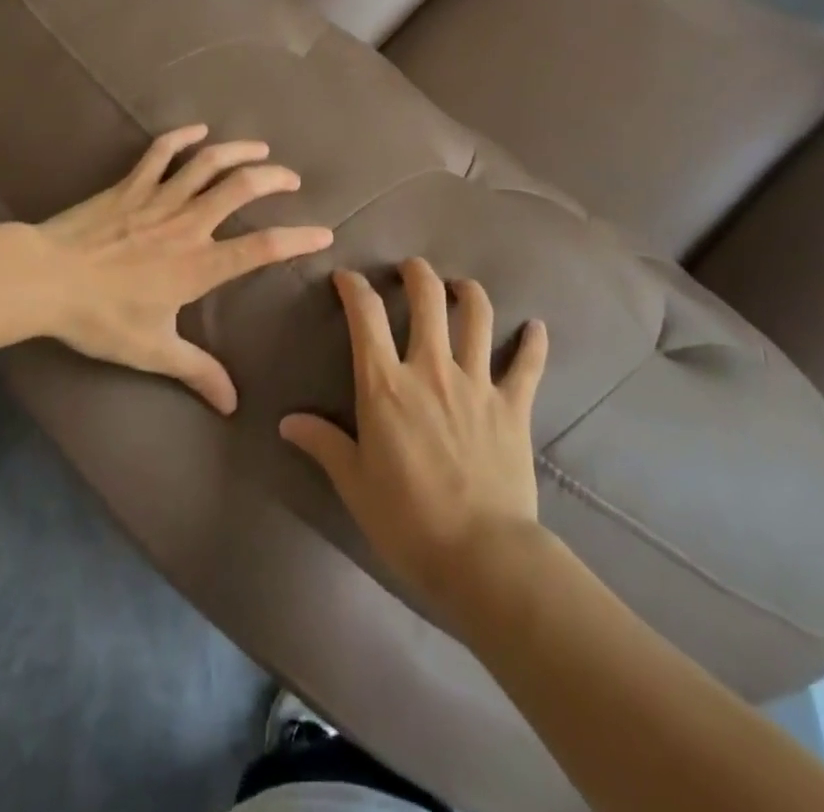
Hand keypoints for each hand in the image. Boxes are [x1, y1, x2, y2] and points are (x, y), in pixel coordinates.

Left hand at [37, 125, 332, 414]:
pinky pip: (161, 152)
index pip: (261, 248)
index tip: (324, 233)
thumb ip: (196, 372)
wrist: (45, 280)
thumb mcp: (152, 351)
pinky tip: (198, 129)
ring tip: (260, 148)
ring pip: (208, 162)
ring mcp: (158, 198)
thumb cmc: (100, 317)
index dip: (298, 239)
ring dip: (238, 151)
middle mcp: (187, 224)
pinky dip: (182, 137)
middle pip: (241, 188)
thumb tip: (232, 405)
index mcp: (198, 264)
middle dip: (273, 179)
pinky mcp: (130, 185)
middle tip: (291, 179)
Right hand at [280, 259, 547, 616]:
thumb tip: (287, 422)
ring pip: (477, 317)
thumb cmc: (407, 520)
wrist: (481, 555)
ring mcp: (477, 382)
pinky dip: (534, 342)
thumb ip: (323, 443)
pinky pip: (528, 364)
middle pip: (428, 299)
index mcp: (386, 384)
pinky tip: (537, 327)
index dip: (354, 287)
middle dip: (417, 274)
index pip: (366, 316)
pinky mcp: (513, 404)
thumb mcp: (354, 484)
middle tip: (411, 269)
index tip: (346, 278)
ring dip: (469, 293)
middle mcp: (431, 368)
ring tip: (462, 287)